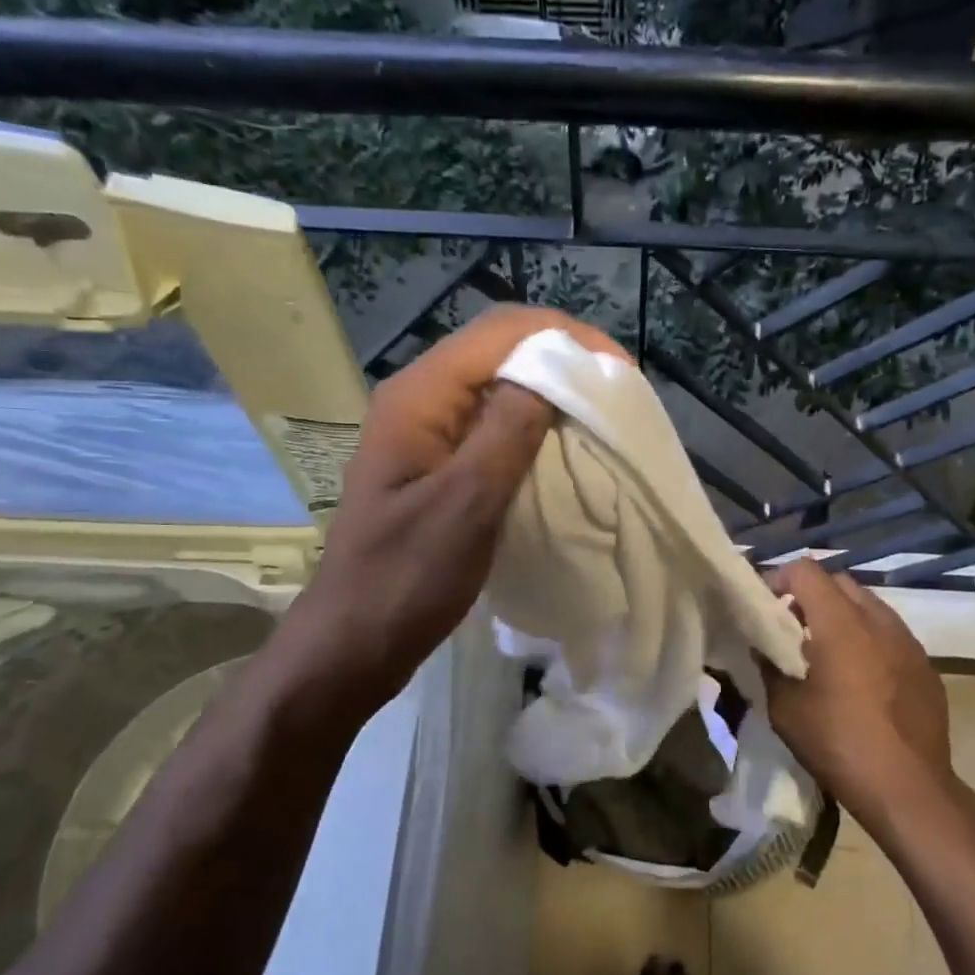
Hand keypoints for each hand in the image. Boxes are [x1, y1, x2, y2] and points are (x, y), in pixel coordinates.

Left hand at [271, 305, 628, 715]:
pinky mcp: (436, 460)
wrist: (354, 643)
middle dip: (562, 357)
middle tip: (617, 388)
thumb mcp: (466, 503)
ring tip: (600, 410)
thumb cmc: (406, 578)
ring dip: (550, 387)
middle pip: (498, 348)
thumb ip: (508, 430)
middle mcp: (420, 398)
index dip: (565, 338)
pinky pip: (490, 421)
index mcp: (419, 396)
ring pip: (497, 383)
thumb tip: (555, 373)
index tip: (620, 370)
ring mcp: (426, 430)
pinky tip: (562, 441)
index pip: (500, 332)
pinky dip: (532, 420)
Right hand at [760, 559, 957, 829]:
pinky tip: (860, 677)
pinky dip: (869, 639)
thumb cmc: (839, 744)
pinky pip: (891, 635)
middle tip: (792, 626)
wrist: (910, 790)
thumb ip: (769, 667)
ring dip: (842, 616)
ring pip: (869, 606)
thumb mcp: (785, 709)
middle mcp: (878, 620)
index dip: (780, 579)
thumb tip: (762, 649)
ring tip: (825, 651)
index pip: (806, 571)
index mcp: (841, 623)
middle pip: (840, 583)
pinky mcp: (926, 666)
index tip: (765, 605)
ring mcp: (908, 642)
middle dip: (811, 595)